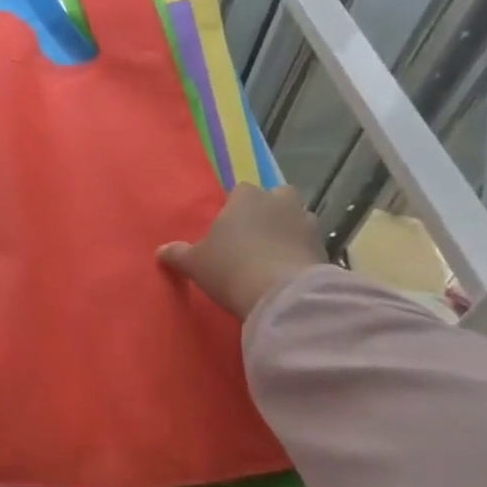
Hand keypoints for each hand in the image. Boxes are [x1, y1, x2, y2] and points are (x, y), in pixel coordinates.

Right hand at [158, 184, 326, 318]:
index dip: (235, 206)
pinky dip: (302, 255)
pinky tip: (289, 273)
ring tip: (274, 255)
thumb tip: (161, 251)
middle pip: (278, 196)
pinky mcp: (325, 250)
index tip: (227, 226)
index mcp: (246, 198)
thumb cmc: (230, 268)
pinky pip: (310, 246)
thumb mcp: (194, 263)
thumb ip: (177, 254)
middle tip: (255, 235)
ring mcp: (307, 225)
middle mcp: (280, 203)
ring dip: (290, 231)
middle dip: (270, 210)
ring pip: (298, 219)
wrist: (282, 296)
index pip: (241, 190)